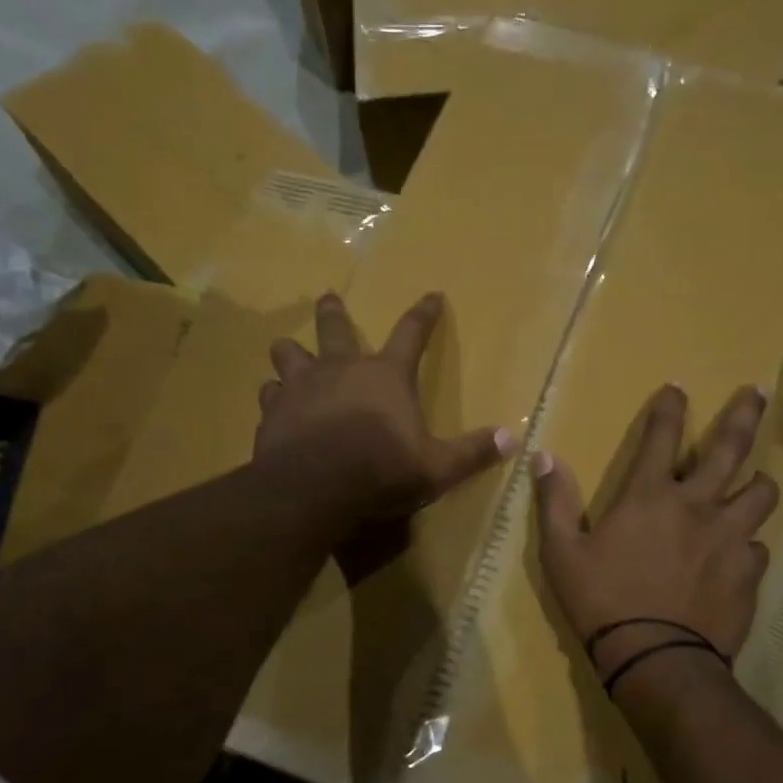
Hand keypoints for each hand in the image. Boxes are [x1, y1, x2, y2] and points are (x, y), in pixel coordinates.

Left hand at [254, 291, 512, 518]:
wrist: (314, 488)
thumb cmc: (381, 471)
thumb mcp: (437, 467)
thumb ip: (472, 452)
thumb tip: (513, 440)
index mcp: (386, 376)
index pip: (412, 334)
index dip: (424, 314)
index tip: (433, 295)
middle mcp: (341, 369)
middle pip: (335, 328)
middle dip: (334, 311)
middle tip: (328, 296)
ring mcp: (301, 386)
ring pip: (289, 353)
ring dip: (290, 351)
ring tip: (287, 350)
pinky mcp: (273, 411)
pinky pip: (269, 393)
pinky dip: (273, 395)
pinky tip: (273, 401)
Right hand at [534, 384, 776, 693]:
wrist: (656, 659)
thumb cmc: (602, 602)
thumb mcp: (562, 553)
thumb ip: (555, 502)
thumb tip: (543, 457)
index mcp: (650, 496)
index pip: (662, 436)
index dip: (670, 407)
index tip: (679, 387)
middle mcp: (698, 505)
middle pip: (731, 447)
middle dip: (744, 413)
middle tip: (758, 392)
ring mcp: (730, 537)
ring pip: (761, 494)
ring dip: (757, 484)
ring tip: (754, 485)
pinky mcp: (749, 572)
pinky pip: (758, 547)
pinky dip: (747, 545)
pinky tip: (737, 557)